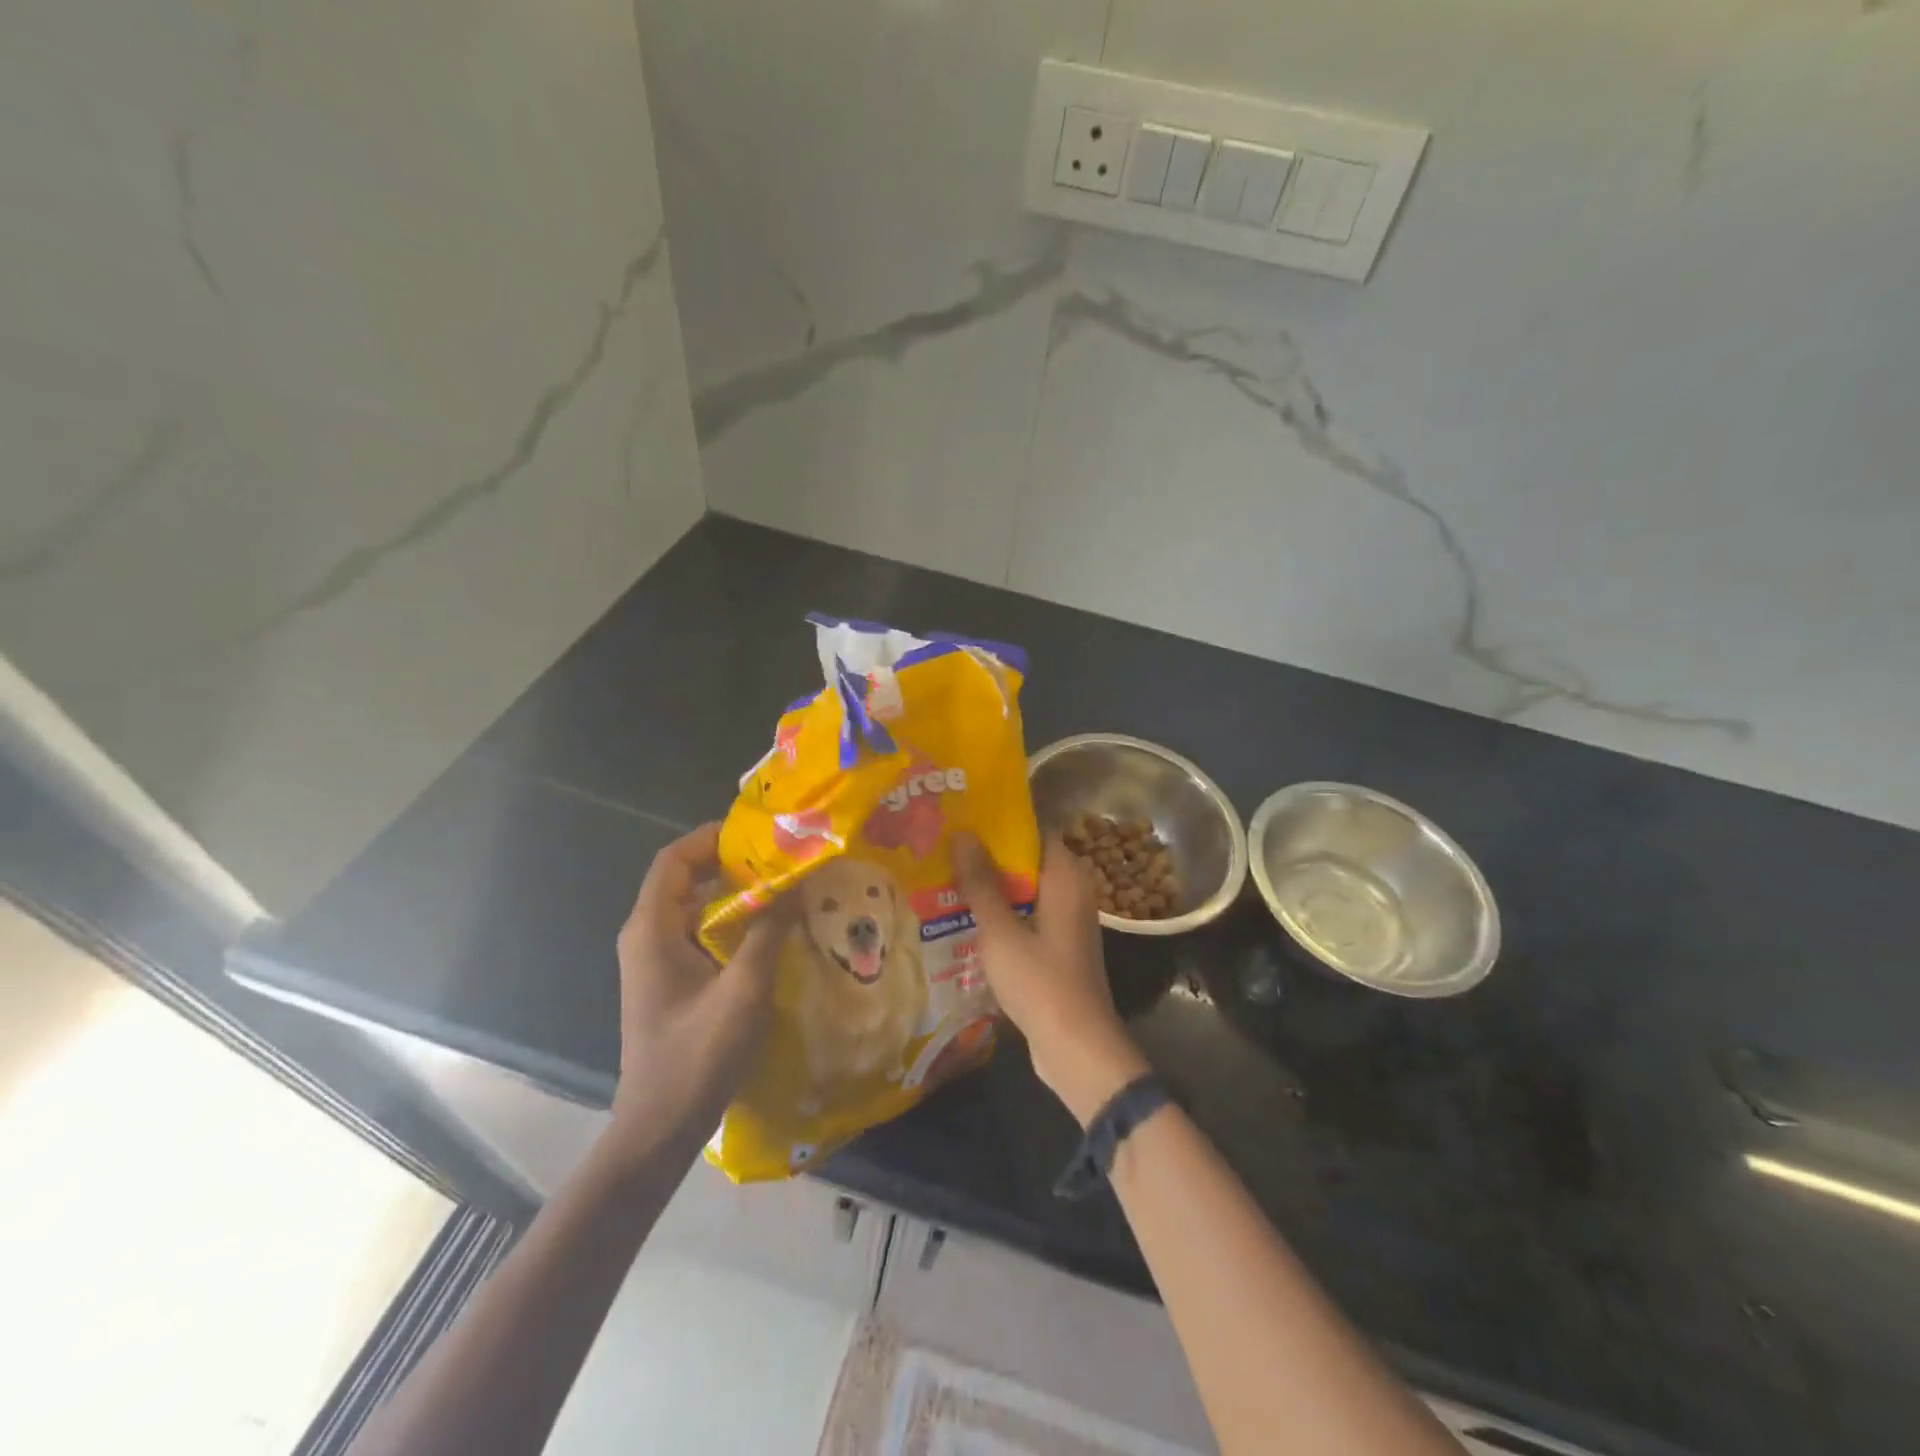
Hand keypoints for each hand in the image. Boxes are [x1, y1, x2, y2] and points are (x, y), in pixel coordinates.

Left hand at [608, 824, 786, 1158]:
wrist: (660, 1127)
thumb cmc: (697, 1055)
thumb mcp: (743, 989)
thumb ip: (770, 931)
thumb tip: (798, 883)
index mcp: (652, 930)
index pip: (674, 860)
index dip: (711, 838)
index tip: (757, 833)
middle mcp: (647, 936)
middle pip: (685, 878)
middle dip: (730, 863)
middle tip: (781, 859)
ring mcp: (657, 960)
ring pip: (694, 906)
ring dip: (734, 893)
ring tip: (783, 886)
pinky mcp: (671, 981)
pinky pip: (699, 932)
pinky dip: (731, 921)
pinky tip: (768, 929)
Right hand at [953, 832, 1150, 1126]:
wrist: (1077, 1049)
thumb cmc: (1041, 982)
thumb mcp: (1001, 931)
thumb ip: (981, 883)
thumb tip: (964, 833)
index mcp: (1066, 877)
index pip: (1035, 831)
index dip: (1000, 824)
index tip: (963, 818)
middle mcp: (1072, 892)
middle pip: (1027, 861)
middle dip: (988, 857)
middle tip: (944, 849)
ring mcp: (1066, 923)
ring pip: (1025, 892)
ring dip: (992, 889)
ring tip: (945, 878)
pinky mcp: (1058, 949)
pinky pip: (1027, 918)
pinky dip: (1002, 915)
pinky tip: (966, 920)